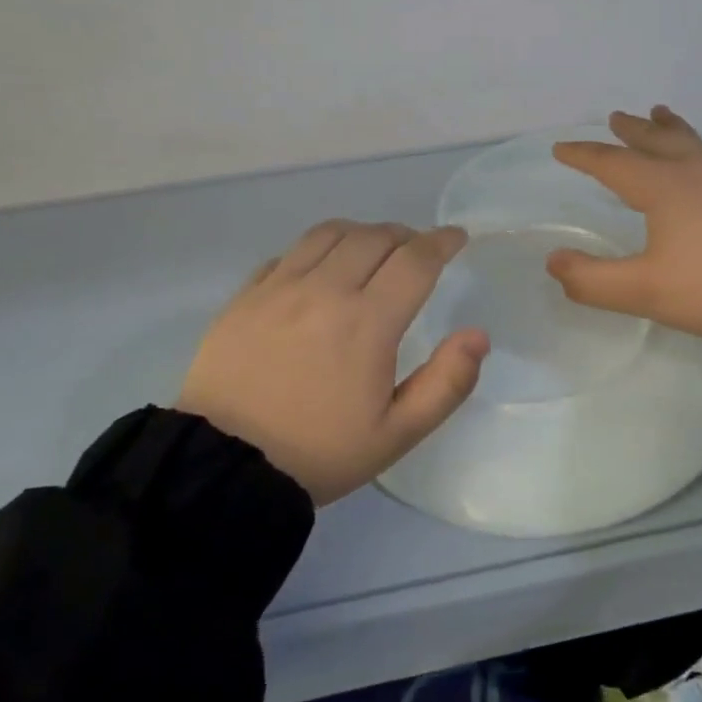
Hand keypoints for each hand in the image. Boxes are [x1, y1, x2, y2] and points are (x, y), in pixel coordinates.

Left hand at [177, 221, 489, 504]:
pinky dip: (316, 250)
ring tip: (372, 250)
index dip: (442, 242)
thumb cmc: (319, 453)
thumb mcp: (396, 434)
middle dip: (406, 236)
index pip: (416, 260)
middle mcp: (325, 290)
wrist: (223, 468)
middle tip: (418, 252)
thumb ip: (446, 383)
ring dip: (361, 233)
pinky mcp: (245, 296)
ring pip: (329, 233)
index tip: (457, 238)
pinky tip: (319, 270)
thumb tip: (477, 335)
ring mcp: (279, 287)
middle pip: (375, 236)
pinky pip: (288, 253)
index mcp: (368, 322)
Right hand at [548, 107, 701, 348]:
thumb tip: (554, 261)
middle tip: (616, 117)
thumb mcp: (645, 292)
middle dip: (631, 129)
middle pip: (657, 139)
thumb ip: (592, 280)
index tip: (561, 148)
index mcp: (664, 187)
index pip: (612, 163)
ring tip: (661, 116)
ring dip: (670, 130)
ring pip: (695, 142)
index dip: (584, 155)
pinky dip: (701, 149)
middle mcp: (699, 170)